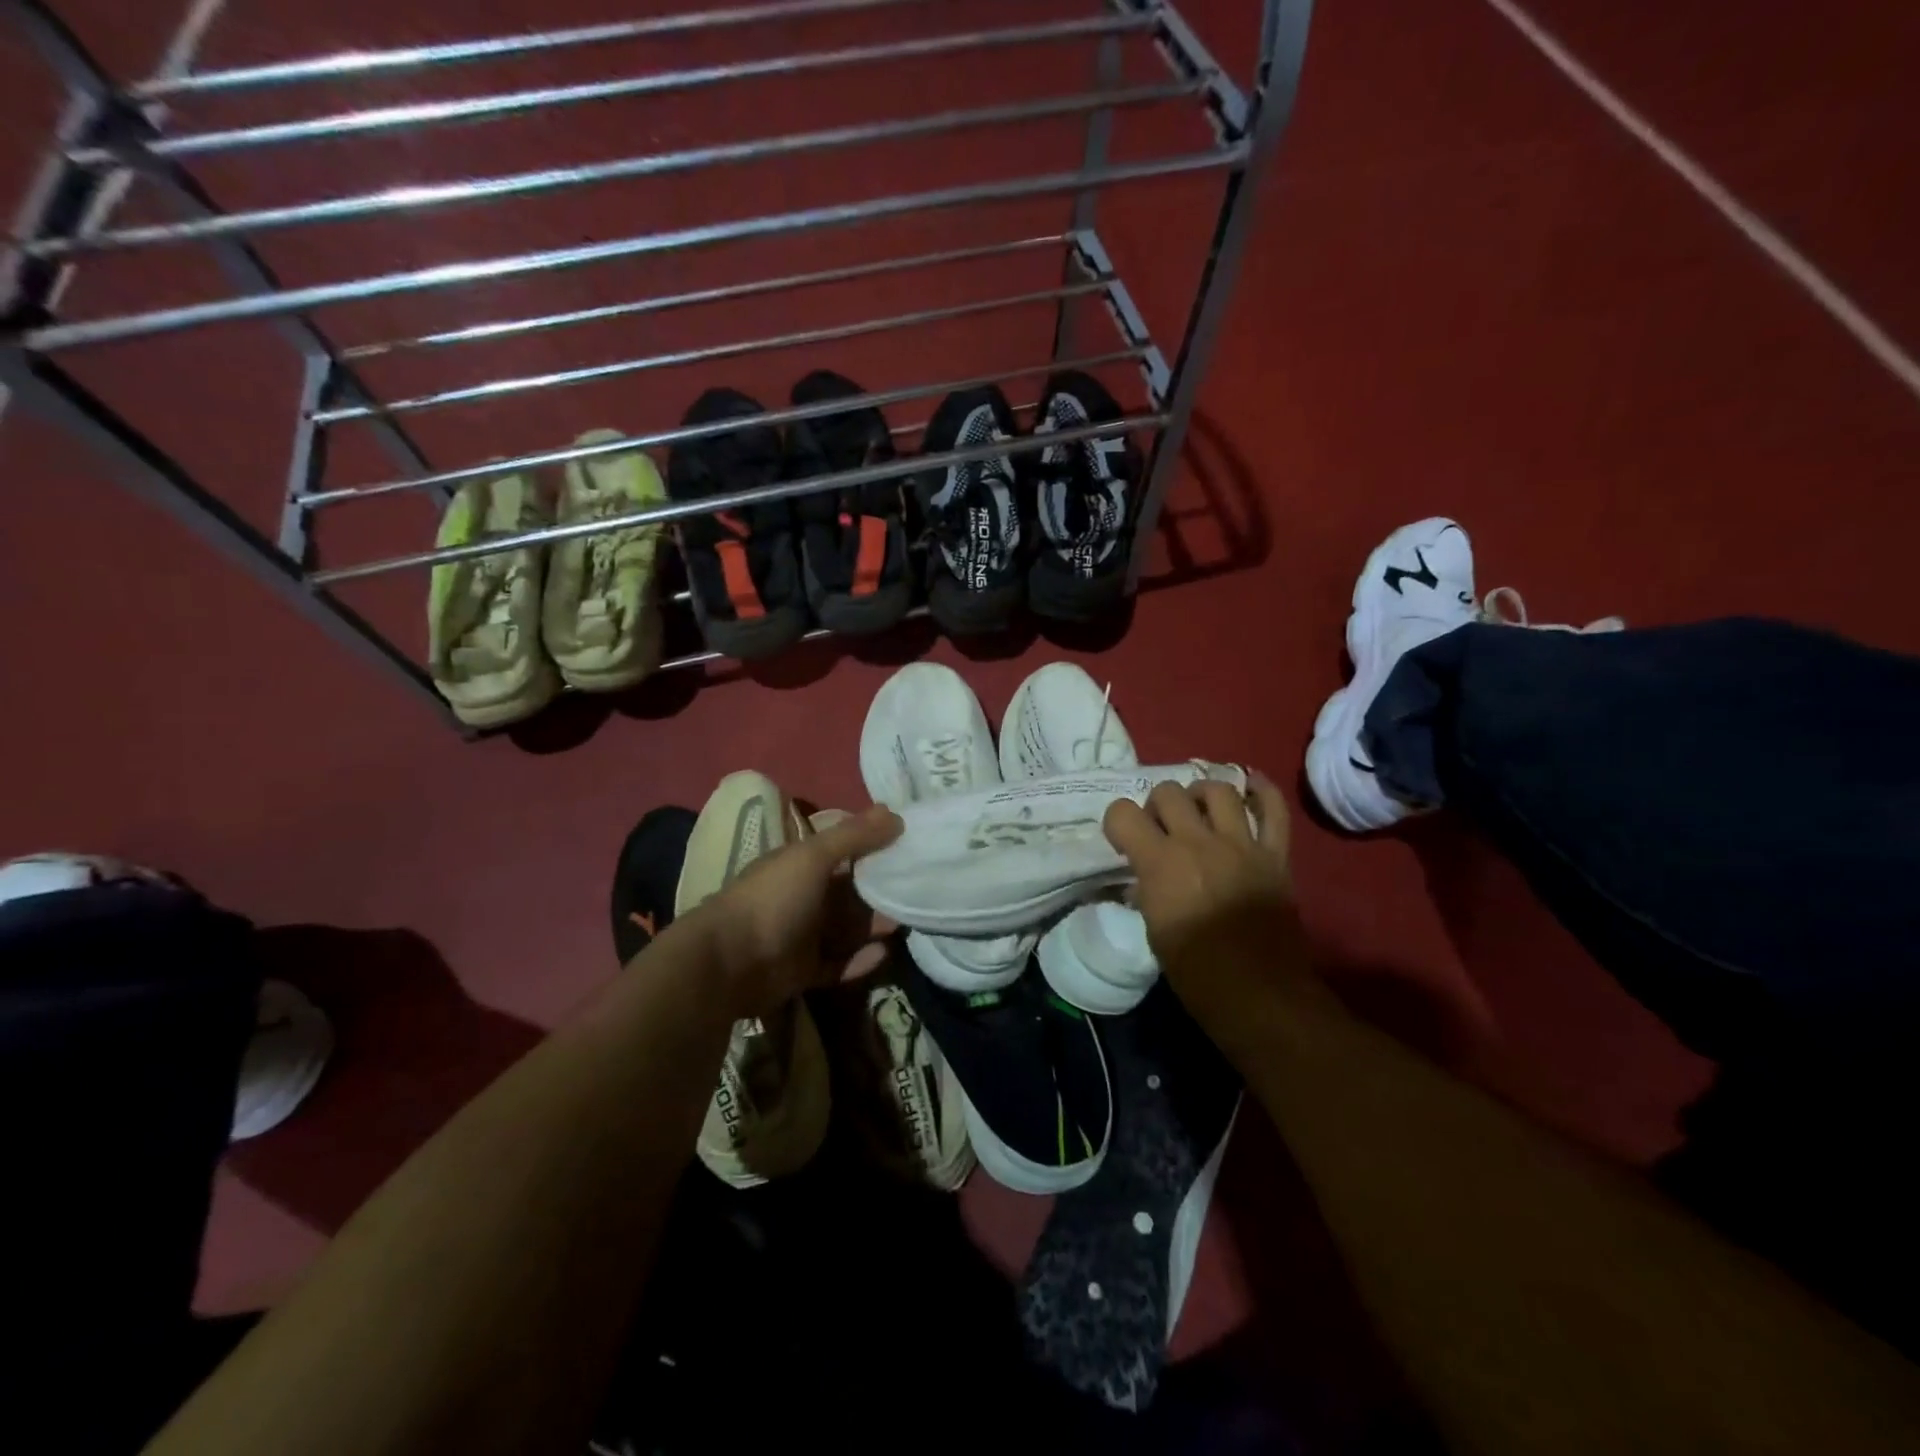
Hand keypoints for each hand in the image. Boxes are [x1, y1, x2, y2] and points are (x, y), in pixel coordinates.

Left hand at [686, 803, 900, 1018]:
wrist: (729, 963)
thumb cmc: (773, 899)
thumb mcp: (813, 857)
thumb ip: (854, 836)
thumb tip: (894, 812)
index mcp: (799, 865)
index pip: (842, 850)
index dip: (873, 846)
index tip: (909, 844)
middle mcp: (802, 897)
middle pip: (849, 892)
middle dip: (880, 890)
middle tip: (919, 888)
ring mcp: (802, 936)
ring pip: (847, 928)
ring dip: (874, 925)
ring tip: (907, 921)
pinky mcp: (804, 972)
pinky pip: (839, 964)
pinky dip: (860, 960)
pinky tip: (884, 953)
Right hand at [1102, 773, 1301, 999]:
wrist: (1259, 994)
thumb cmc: (1196, 972)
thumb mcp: (1153, 930)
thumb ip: (1146, 890)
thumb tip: (1141, 875)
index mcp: (1161, 863)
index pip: (1122, 812)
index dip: (1117, 821)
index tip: (1123, 840)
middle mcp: (1198, 842)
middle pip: (1168, 792)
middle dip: (1157, 806)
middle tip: (1161, 829)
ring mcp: (1242, 844)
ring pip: (1218, 789)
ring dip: (1200, 794)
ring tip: (1198, 811)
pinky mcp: (1275, 855)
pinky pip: (1274, 809)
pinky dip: (1261, 791)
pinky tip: (1249, 785)